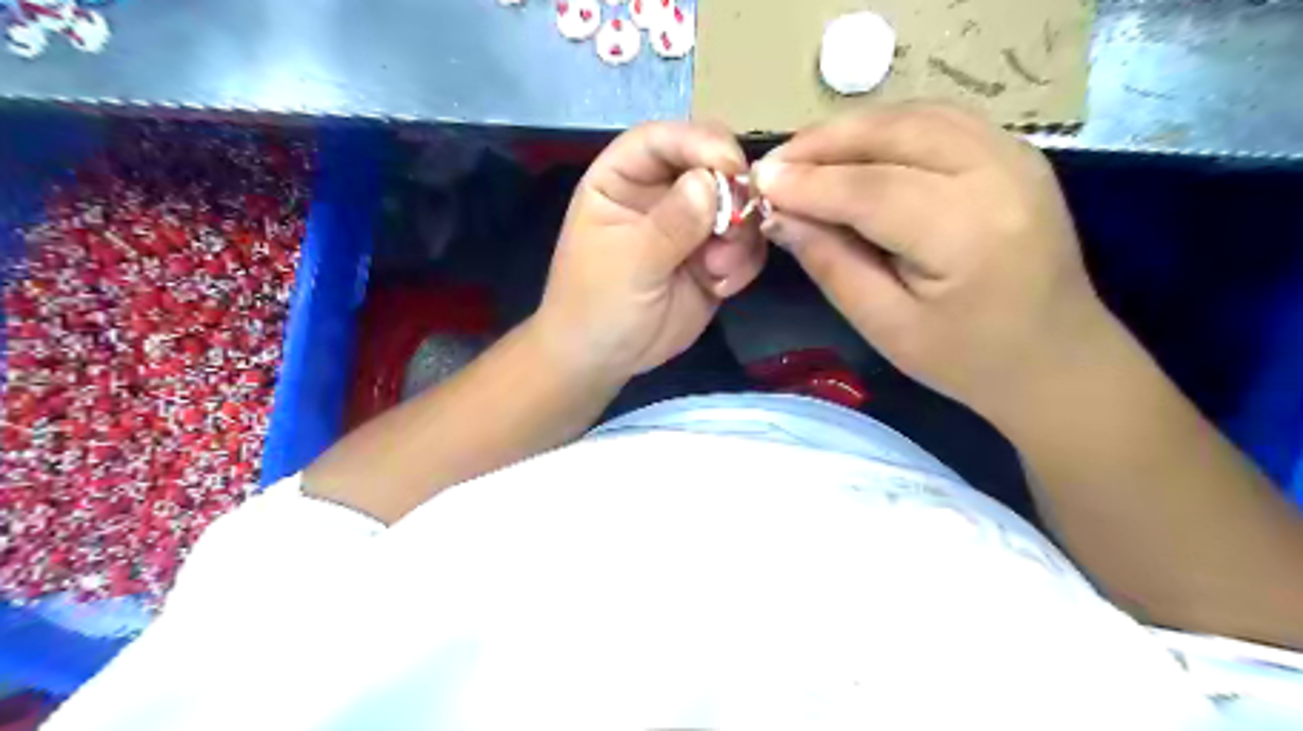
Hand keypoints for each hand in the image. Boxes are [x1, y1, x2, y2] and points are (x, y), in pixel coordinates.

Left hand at [538, 119, 764, 380]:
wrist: (604, 359)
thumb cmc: (597, 304)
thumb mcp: (629, 262)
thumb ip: (671, 223)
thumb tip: (713, 182)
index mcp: (623, 179)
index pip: (661, 139)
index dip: (697, 143)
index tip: (730, 166)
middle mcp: (661, 193)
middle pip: (710, 164)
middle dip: (731, 192)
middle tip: (735, 225)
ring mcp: (691, 226)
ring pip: (737, 206)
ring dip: (739, 235)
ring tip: (718, 269)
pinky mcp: (713, 259)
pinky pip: (745, 245)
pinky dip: (742, 263)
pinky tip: (721, 287)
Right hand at [761, 105, 1113, 419]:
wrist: (1056, 359)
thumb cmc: (966, 359)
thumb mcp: (886, 325)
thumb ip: (831, 264)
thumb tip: (780, 216)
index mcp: (969, 233)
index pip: (872, 189)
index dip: (809, 182)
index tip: (758, 182)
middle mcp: (1000, 175)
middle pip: (895, 133)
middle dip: (825, 142)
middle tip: (775, 164)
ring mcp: (1015, 155)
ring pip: (916, 116)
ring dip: (853, 130)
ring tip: (805, 157)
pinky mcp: (1014, 153)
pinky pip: (939, 121)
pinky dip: (887, 129)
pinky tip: (855, 152)